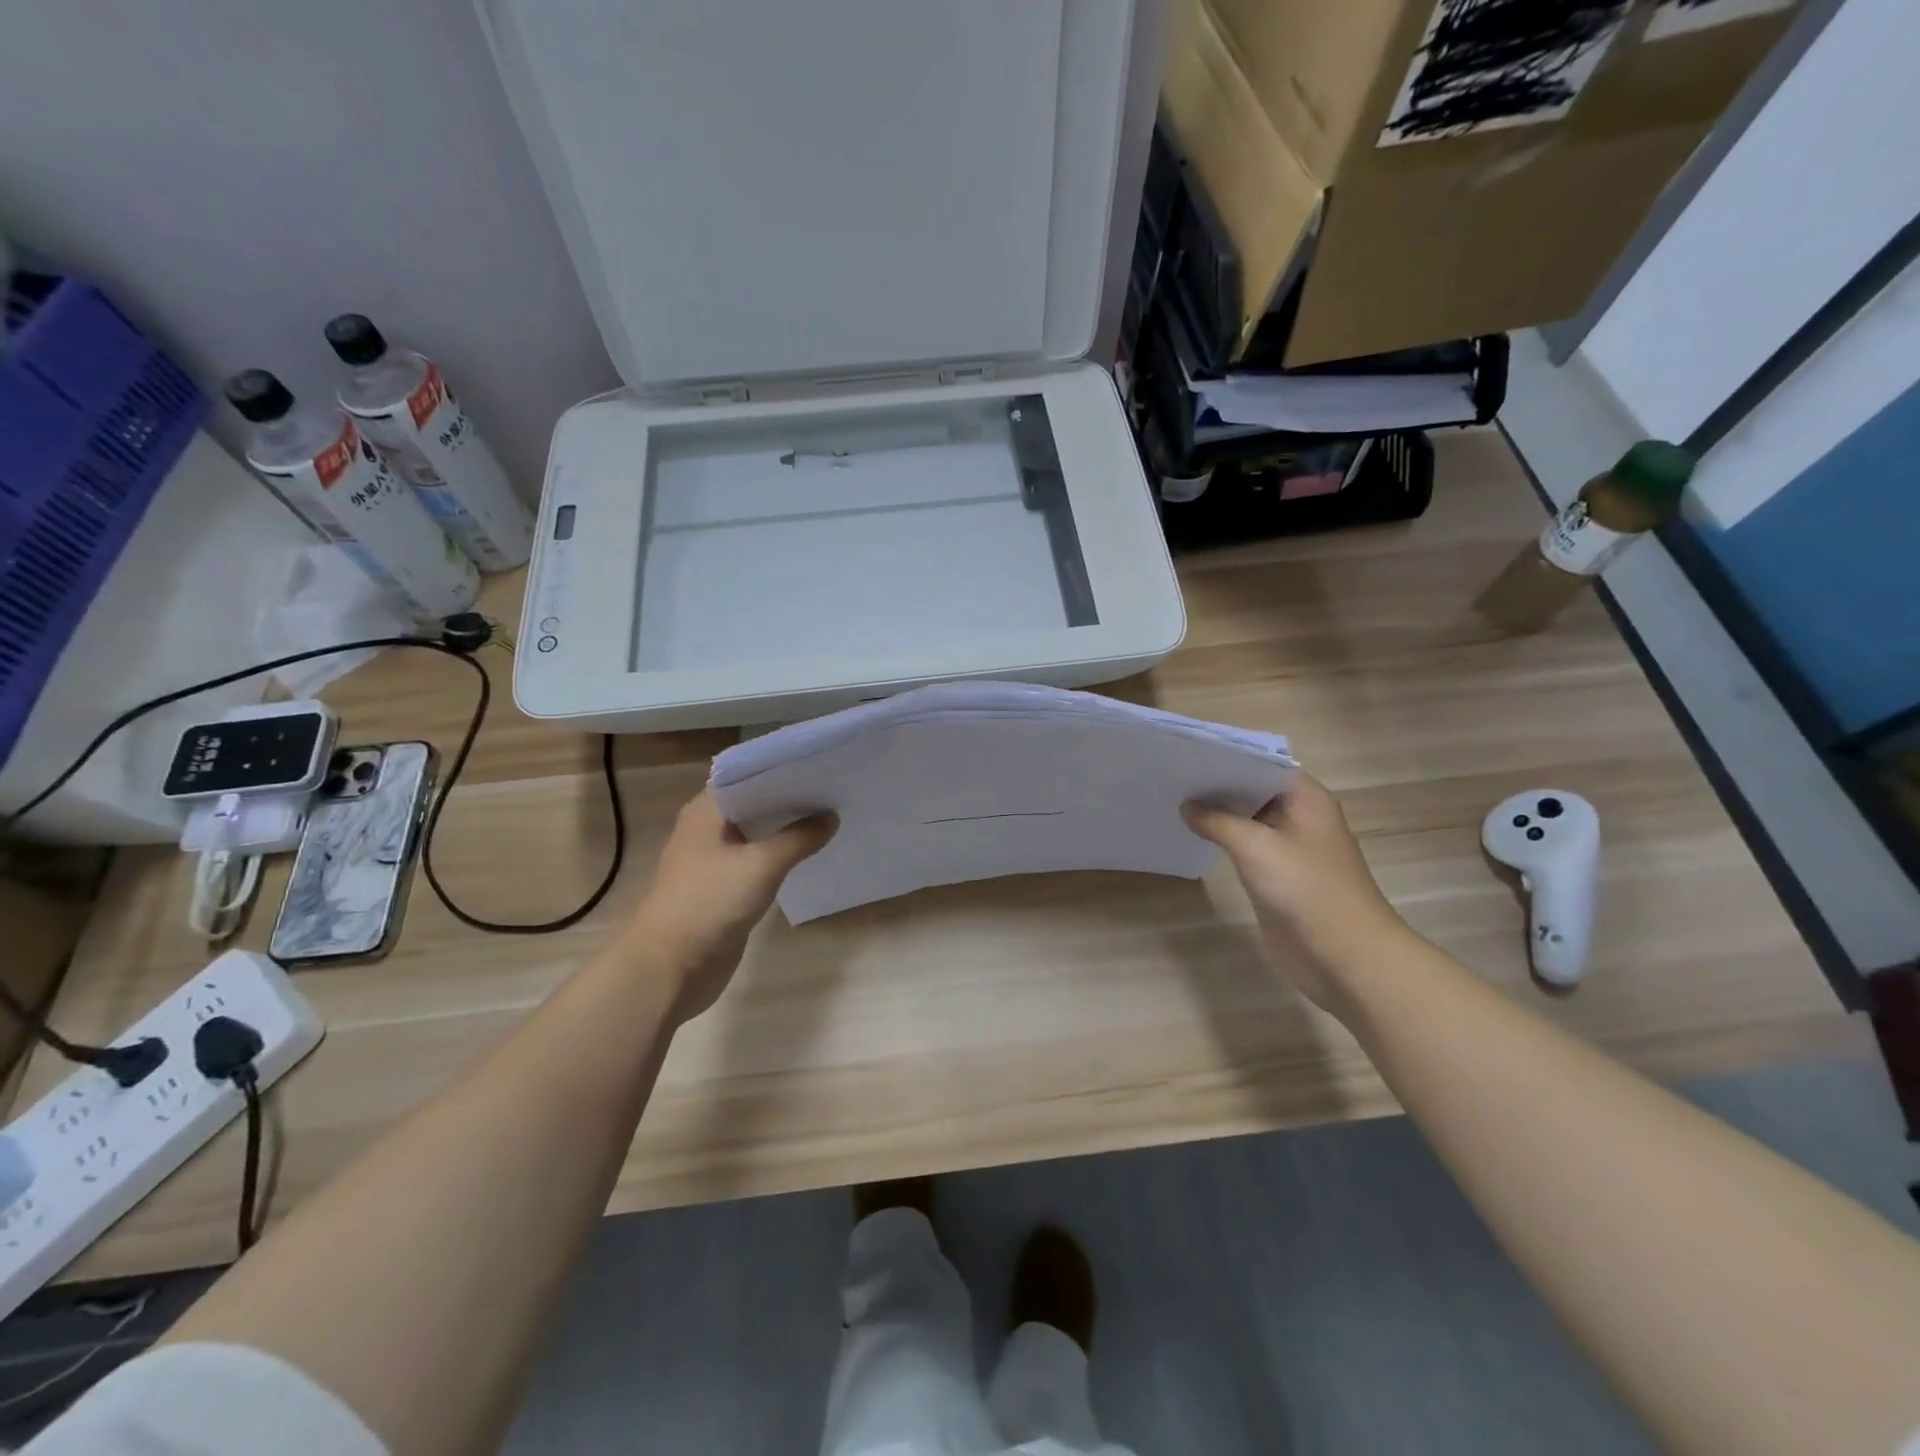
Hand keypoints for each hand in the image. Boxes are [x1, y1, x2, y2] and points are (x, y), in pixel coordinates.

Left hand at [626, 791, 835, 1023]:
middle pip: (756, 804)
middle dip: (792, 799)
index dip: (784, 770)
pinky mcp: (726, 889)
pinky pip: (760, 863)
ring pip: (760, 835)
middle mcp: (709, 829)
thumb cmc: (709, 902)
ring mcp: (717, 860)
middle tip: (836, 789)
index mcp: (707, 811)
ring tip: (833, 817)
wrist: (670, 968)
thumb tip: (832, 816)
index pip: (749, 775)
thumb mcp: (761, 864)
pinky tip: (812, 854)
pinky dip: (783, 857)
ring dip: (789, 829)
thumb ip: (799, 838)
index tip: (822, 765)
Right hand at [1185, 774, 1407, 1014]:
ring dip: (1216, 812)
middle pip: (1253, 789)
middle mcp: (1298, 816)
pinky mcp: (1276, 875)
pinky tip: (1191, 833)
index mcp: (1305, 799)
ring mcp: (1288, 847)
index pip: (1262, 763)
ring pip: (1247, 819)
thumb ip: (1218, 821)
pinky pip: (1245, 847)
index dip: (1227, 757)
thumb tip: (1188, 806)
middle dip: (1216, 784)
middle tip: (1170, 773)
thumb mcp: (1256, 847)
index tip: (1187, 751)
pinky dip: (1221, 839)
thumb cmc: (1306, 890)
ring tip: (1172, 797)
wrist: (1343, 956)